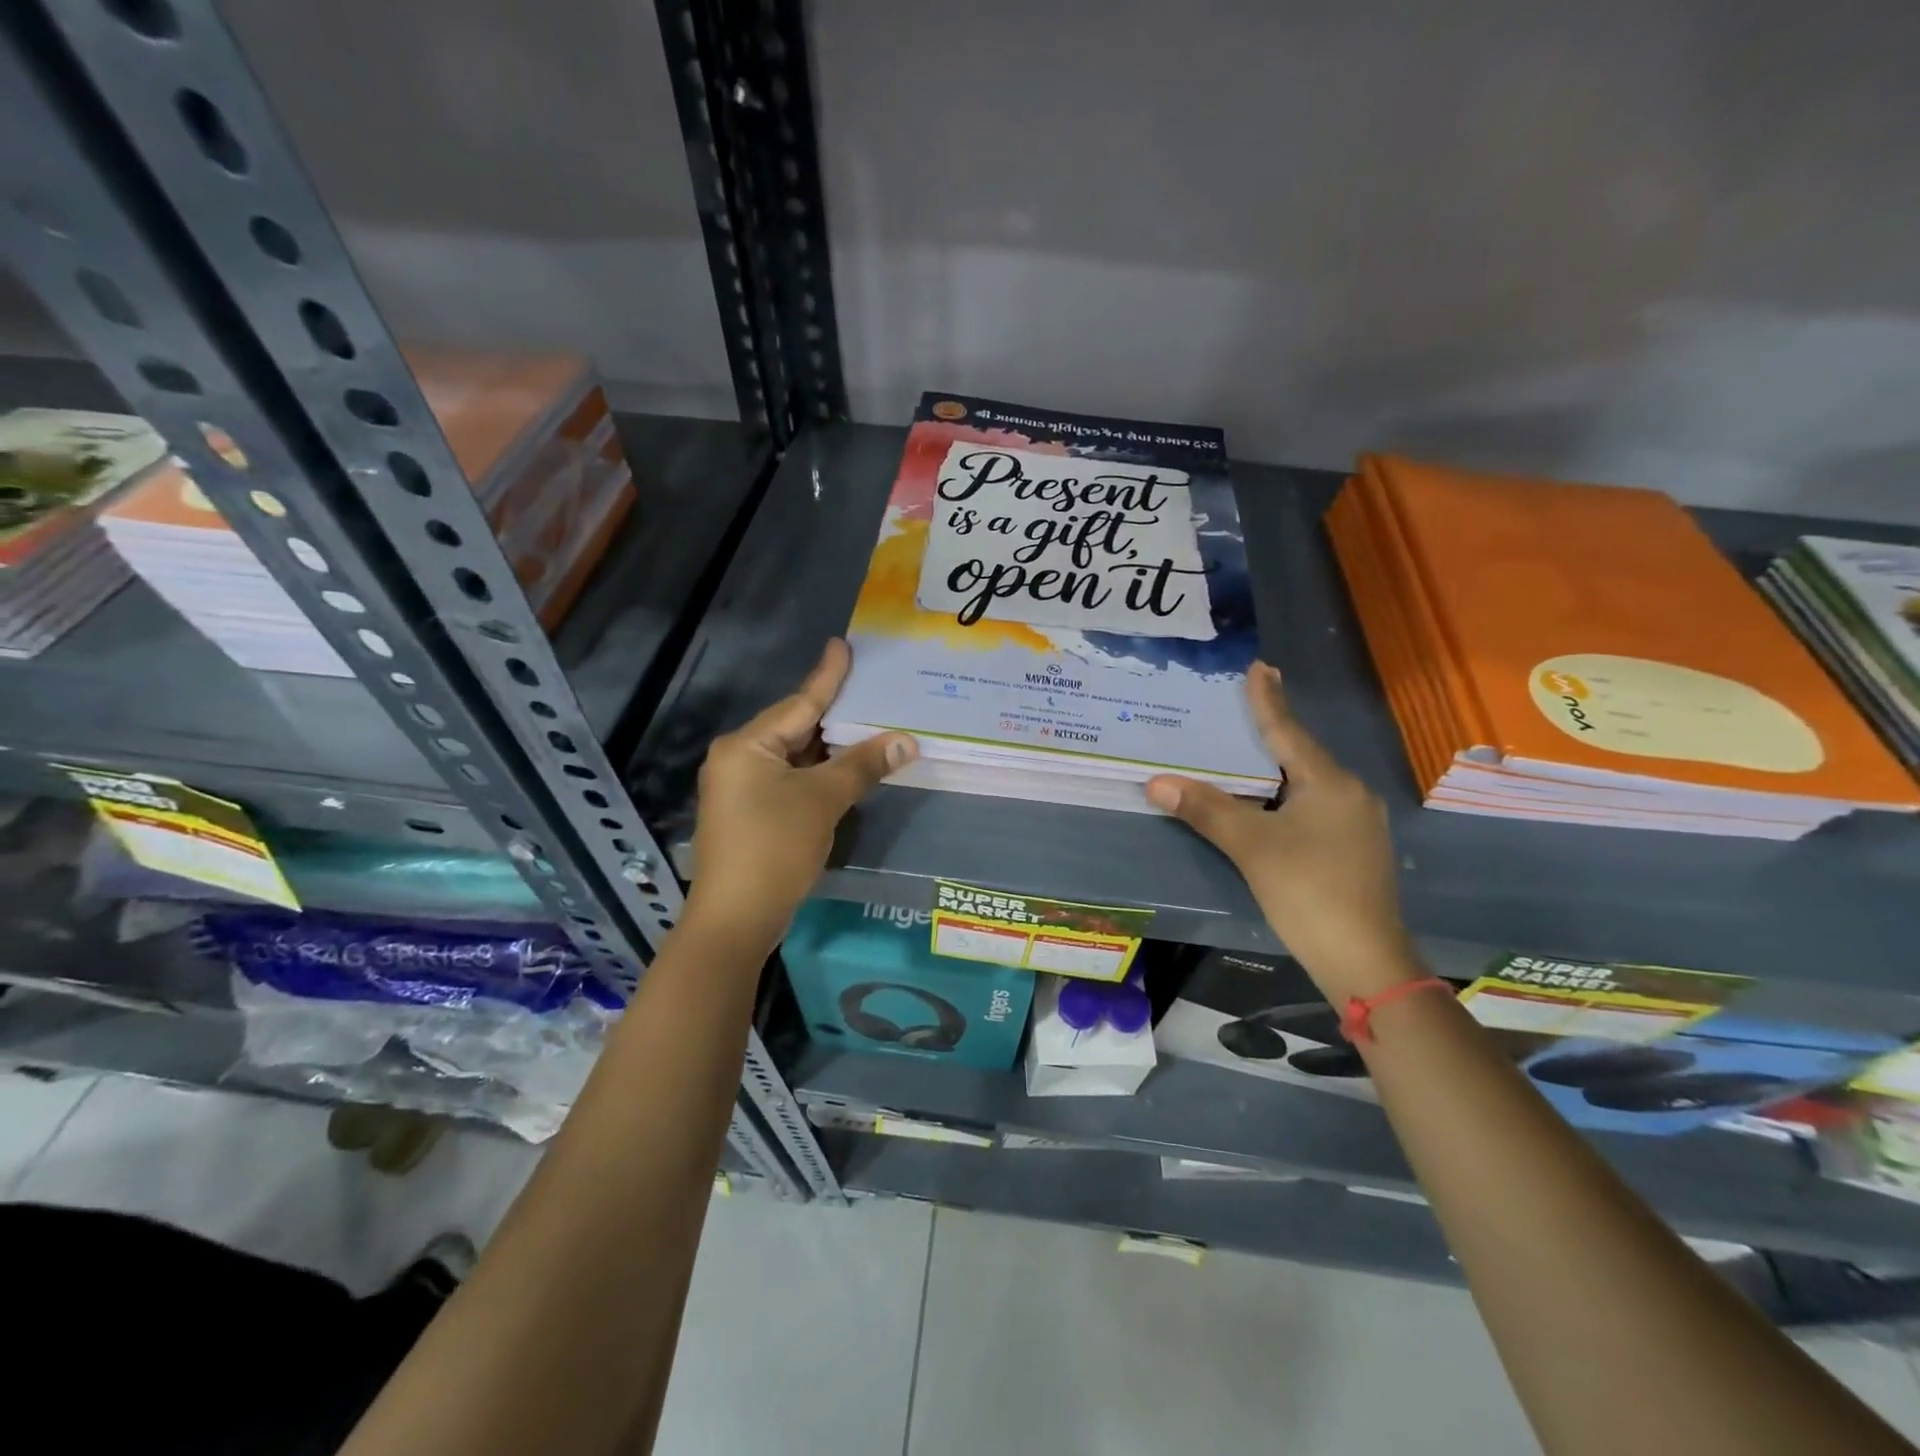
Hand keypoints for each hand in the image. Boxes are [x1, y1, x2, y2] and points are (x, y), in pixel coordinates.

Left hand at [685, 639, 915, 947]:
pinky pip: (790, 779)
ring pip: (794, 756)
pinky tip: (847, 768)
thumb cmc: (775, 847)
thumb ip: (863, 765)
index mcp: (747, 745)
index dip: (827, 676)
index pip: (799, 702)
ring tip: (869, 725)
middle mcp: (738, 758)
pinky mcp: (750, 813)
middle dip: (835, 715)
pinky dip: (819, 773)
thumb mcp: (823, 800)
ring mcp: (741, 787)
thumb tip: (907, 739)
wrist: (735, 918)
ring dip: (830, 748)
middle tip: (871, 690)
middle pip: (795, 728)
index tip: (842, 645)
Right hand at [1146, 663, 1417, 1002]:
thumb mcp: (1251, 846)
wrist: (1363, 960)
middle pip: (1301, 754)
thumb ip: (1206, 809)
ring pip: (1308, 783)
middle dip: (1272, 731)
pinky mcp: (1354, 849)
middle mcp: (1349, 794)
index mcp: (1329, 783)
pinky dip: (1286, 795)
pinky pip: (1314, 806)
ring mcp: (1357, 824)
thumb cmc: (1308, 891)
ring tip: (1249, 750)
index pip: (1288, 731)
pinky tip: (1270, 801)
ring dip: (1278, 766)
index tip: (1259, 666)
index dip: (1268, 699)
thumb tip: (1156, 782)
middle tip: (1245, 704)